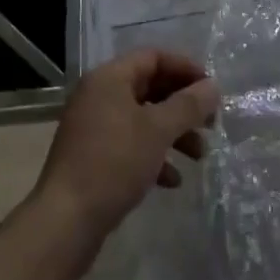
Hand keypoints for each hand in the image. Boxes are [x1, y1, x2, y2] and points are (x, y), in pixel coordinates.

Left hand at [30, 48, 220, 248]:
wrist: (66, 221)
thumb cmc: (114, 163)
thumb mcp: (158, 130)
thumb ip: (188, 105)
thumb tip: (213, 86)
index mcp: (109, 79)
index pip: (153, 57)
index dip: (185, 68)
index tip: (211, 88)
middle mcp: (98, 96)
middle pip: (149, 88)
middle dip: (182, 105)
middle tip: (211, 123)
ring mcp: (93, 128)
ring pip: (142, 119)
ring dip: (173, 133)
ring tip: (199, 156)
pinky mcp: (93, 157)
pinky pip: (130, 145)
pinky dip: (154, 156)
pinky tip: (173, 180)